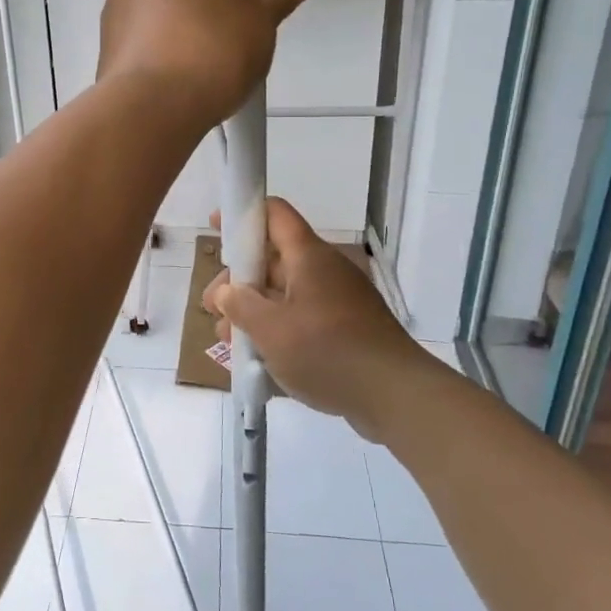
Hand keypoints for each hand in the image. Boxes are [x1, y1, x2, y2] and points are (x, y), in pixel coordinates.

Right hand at [202, 198, 435, 438]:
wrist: (395, 396)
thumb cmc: (327, 352)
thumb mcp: (271, 330)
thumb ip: (240, 305)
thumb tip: (226, 292)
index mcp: (308, 257)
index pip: (274, 215)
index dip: (243, 214)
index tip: (216, 227)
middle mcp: (324, 271)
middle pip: (272, 261)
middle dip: (238, 283)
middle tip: (214, 311)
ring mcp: (337, 301)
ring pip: (284, 295)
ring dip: (254, 313)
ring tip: (231, 343)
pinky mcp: (346, 329)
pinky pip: (302, 319)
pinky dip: (278, 332)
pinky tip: (260, 361)